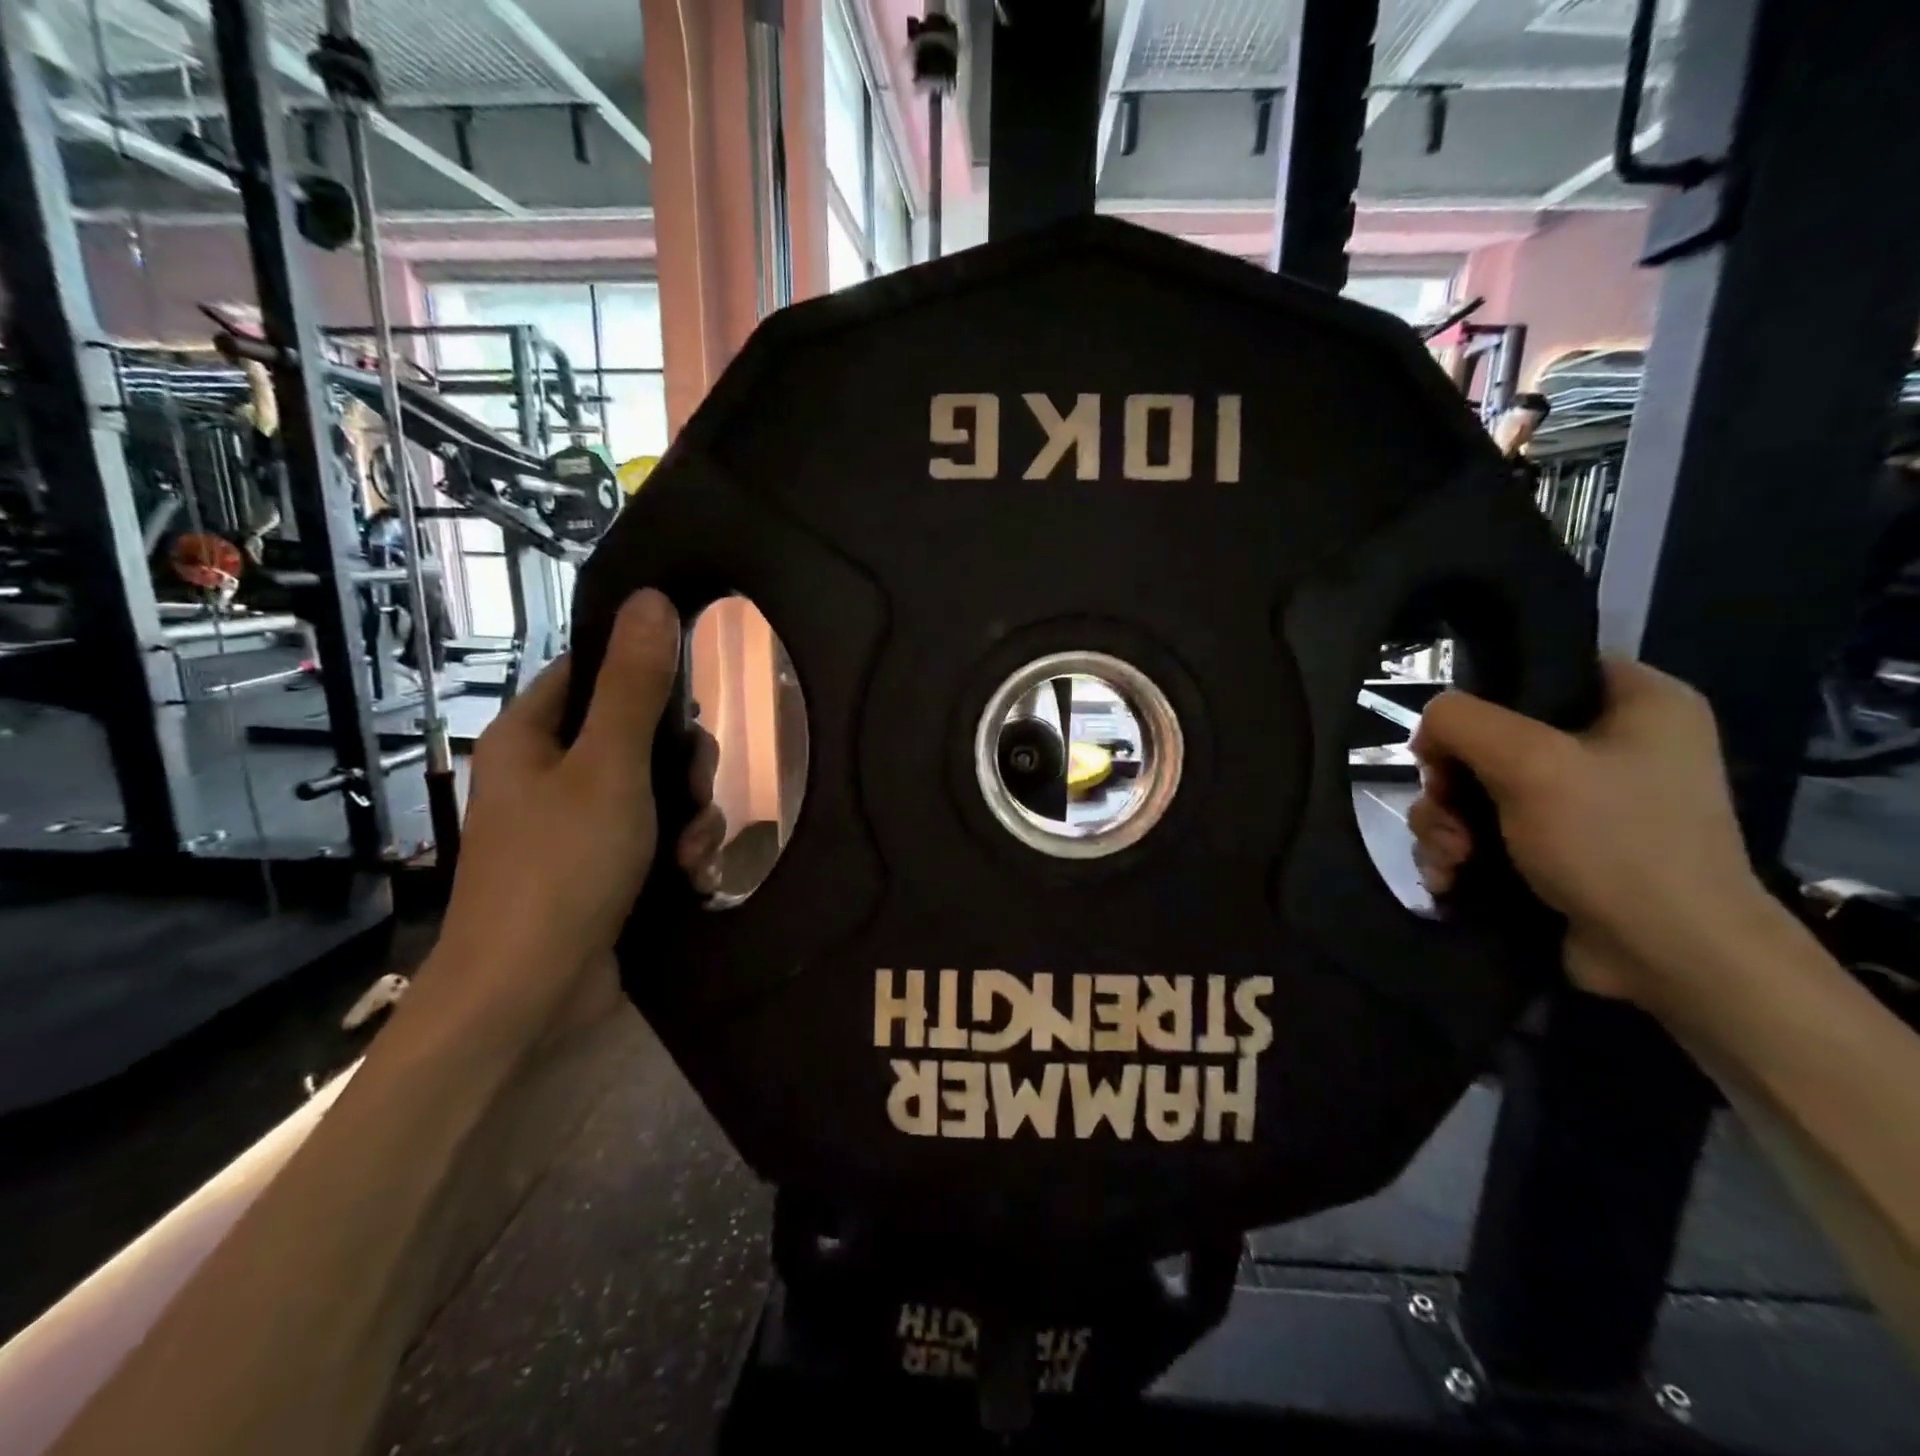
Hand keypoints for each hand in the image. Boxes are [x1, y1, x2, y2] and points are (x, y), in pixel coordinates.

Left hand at [438, 589, 724, 1009]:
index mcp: (533, 737)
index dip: (644, 675)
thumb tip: (651, 598)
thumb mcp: (609, 768)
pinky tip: (695, 878)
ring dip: (692, 818)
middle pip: (639, 736)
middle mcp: (552, 775)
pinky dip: (682, 854)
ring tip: (693, 854)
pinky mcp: (606, 870)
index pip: (590, 673)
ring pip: (659, 792)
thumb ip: (635, 686)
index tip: (689, 701)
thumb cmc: (562, 866)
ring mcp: (579, 826)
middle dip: (683, 766)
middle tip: (694, 790)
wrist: (530, 995)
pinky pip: (658, 839)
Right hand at [1408, 657, 1765, 1007]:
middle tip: (1448, 811)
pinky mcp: (1555, 850)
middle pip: (1489, 739)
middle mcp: (1612, 747)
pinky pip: (1482, 832)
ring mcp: (1582, 803)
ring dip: (1444, 824)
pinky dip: (1458, 852)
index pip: (1541, 668)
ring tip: (1453, 858)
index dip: (1484, 698)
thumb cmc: (1613, 842)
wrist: (1669, 958)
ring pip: (1474, 790)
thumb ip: (1462, 722)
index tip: (1451, 740)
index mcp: (1638, 704)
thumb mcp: (1530, 763)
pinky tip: (1451, 878)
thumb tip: (1428, 727)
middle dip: (1449, 782)